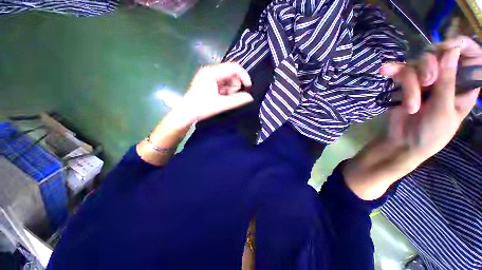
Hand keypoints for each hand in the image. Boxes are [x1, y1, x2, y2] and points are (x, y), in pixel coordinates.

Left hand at [137, 63, 252, 165]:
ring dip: (231, 89)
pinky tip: (223, 99)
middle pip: (231, 73)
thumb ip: (237, 100)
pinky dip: (226, 91)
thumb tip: (250, 97)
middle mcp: (210, 71)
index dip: (244, 76)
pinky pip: (223, 85)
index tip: (248, 88)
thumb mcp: (221, 104)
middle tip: (232, 97)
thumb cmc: (201, 108)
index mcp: (212, 72)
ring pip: (228, 80)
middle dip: (236, 85)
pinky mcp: (209, 84)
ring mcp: (209, 77)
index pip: (234, 67)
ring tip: (225, 99)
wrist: (186, 114)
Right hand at [381, 36, 480, 160]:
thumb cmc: (431, 133)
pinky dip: (393, 72)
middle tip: (427, 82)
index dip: (463, 46)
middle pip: (439, 54)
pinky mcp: (405, 85)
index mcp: (463, 85)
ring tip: (411, 104)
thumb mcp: (444, 109)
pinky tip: (385, 71)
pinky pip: (400, 72)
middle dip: (430, 65)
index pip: (471, 57)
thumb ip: (448, 81)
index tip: (451, 46)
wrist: (402, 143)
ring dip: (411, 82)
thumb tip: (451, 50)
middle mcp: (445, 78)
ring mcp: (424, 81)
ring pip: (418, 64)